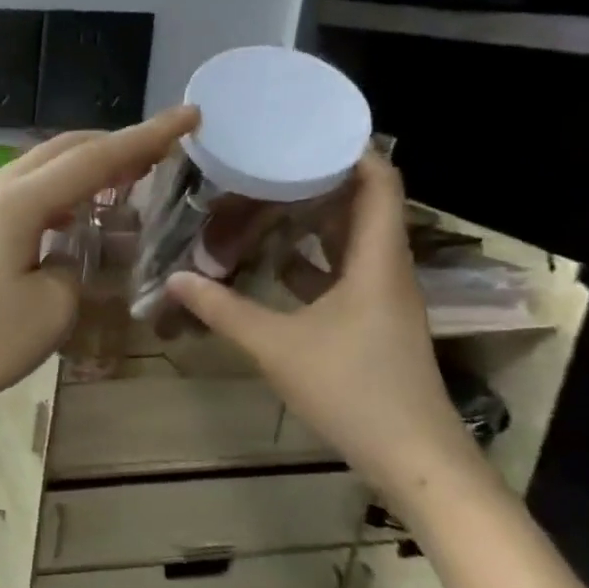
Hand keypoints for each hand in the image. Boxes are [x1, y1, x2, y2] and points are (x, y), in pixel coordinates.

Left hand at [0, 106, 200, 422]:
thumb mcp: (53, 308)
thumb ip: (76, 266)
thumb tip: (68, 252)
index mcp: (19, 202)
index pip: (95, 159)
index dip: (146, 137)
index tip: (188, 115)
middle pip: (61, 150)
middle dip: (112, 146)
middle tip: (156, 154)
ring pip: (36, 169)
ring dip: (80, 170)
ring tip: (119, 185)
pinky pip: (16, 194)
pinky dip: (52, 195)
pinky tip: (68, 218)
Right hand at [164, 151, 485, 506]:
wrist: (413, 457)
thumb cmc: (352, 389)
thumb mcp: (277, 345)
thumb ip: (224, 309)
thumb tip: (175, 279)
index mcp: (376, 261)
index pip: (380, 183)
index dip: (351, 150)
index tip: (305, 130)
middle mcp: (386, 270)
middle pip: (364, 206)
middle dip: (320, 180)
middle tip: (267, 162)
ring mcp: (382, 298)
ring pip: (352, 241)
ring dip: (314, 219)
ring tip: (263, 199)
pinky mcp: (372, 322)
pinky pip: (344, 272)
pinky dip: (312, 259)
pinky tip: (273, 260)